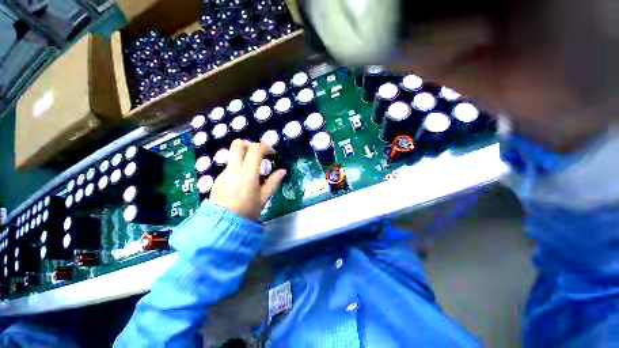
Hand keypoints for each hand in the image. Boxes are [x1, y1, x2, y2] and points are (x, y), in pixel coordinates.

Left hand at [209, 140, 286, 219]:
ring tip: (254, 168)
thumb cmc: (247, 212)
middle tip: (260, 154)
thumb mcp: (263, 198)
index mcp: (247, 174)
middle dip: (251, 144)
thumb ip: (273, 182)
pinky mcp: (219, 178)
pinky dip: (239, 165)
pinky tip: (244, 178)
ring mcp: (224, 172)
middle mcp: (233, 169)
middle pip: (238, 144)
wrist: (222, 225)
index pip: (255, 149)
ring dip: (245, 155)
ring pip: (233, 154)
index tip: (273, 154)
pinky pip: (230, 165)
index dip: (266, 147)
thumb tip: (282, 171)